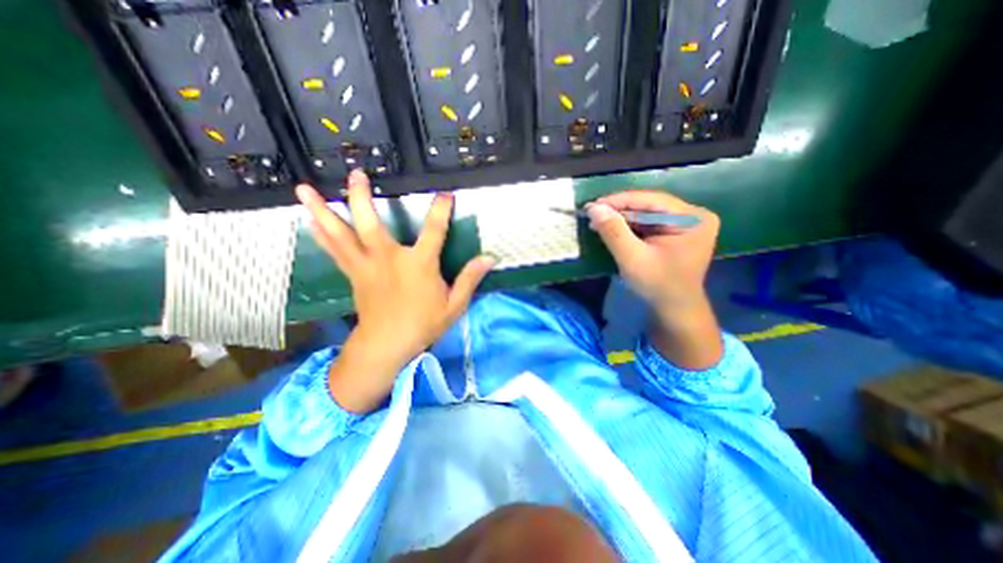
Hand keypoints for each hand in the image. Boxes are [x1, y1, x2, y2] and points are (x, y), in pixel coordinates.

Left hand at [295, 170, 494, 410]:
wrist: (387, 345)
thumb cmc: (423, 324)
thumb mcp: (454, 305)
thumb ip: (469, 279)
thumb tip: (489, 258)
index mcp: (418, 265)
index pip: (434, 231)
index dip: (441, 210)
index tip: (446, 195)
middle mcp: (388, 259)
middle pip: (370, 223)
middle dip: (361, 197)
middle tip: (357, 173)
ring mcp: (366, 266)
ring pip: (341, 234)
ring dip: (324, 210)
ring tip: (304, 189)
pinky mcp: (353, 274)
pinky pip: (335, 249)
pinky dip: (322, 233)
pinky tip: (310, 219)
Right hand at [589, 188, 721, 367]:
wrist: (674, 309)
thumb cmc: (658, 286)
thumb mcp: (632, 259)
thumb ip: (614, 232)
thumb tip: (594, 208)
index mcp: (692, 219)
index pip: (652, 200)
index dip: (620, 201)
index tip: (593, 205)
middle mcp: (693, 216)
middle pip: (649, 205)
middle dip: (620, 211)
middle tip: (593, 214)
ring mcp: (686, 224)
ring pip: (647, 213)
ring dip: (622, 218)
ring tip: (598, 221)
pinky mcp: (676, 232)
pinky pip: (649, 223)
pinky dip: (629, 226)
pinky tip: (612, 229)